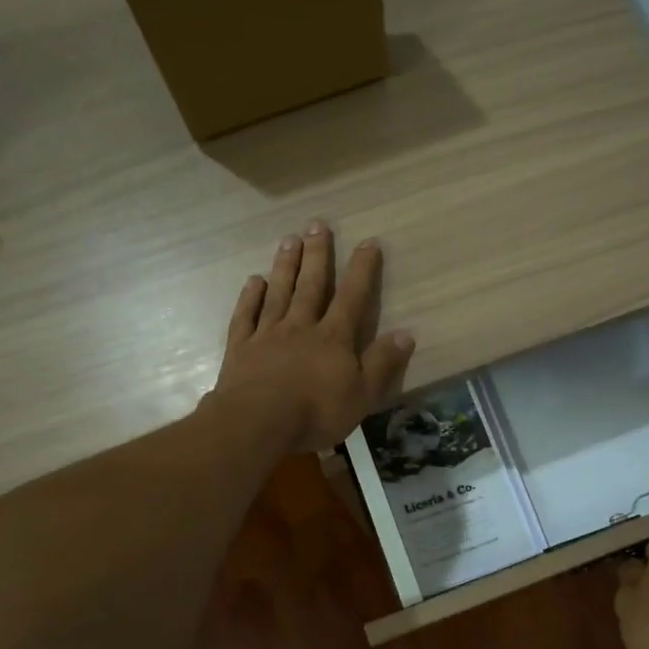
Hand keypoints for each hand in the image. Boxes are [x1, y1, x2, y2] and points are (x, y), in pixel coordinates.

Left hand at [209, 222, 414, 455]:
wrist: (257, 424)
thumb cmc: (315, 412)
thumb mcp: (362, 394)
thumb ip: (382, 363)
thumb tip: (407, 333)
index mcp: (333, 338)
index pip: (352, 297)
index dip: (362, 270)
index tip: (368, 242)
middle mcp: (301, 327)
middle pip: (311, 285)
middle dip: (317, 254)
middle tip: (317, 224)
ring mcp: (268, 334)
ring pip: (279, 293)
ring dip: (285, 266)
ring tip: (289, 239)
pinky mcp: (241, 348)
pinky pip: (246, 316)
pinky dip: (250, 297)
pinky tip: (254, 281)